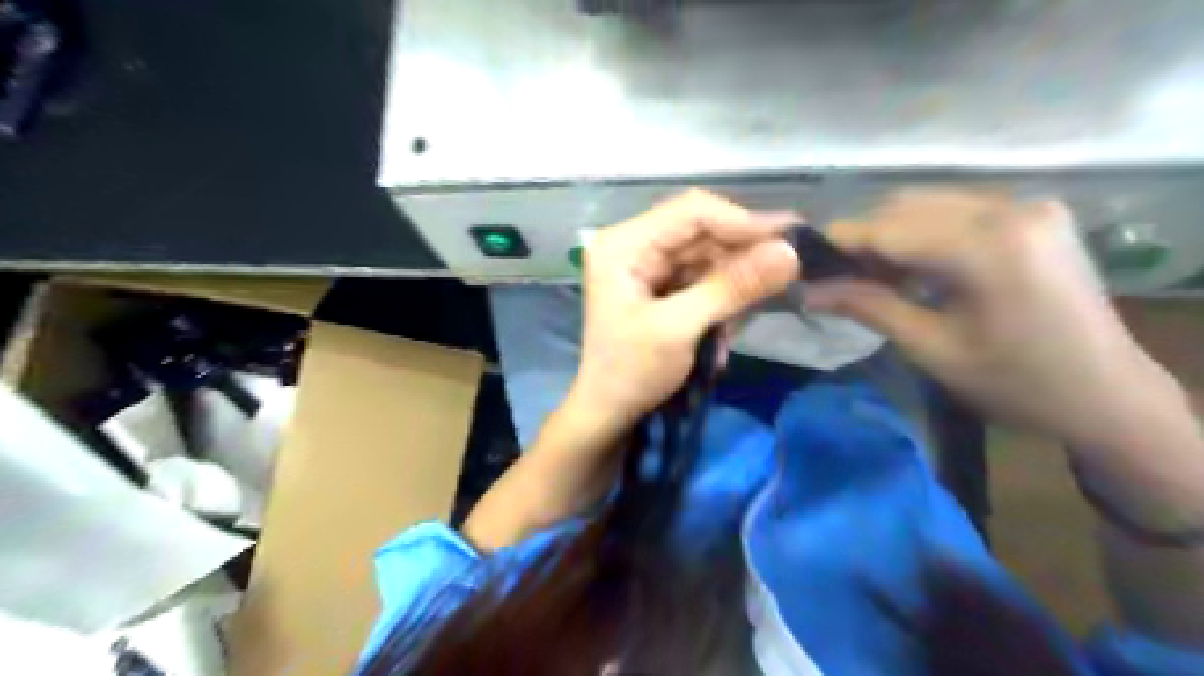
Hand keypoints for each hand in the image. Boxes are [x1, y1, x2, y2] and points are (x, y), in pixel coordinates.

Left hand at [573, 188, 797, 424]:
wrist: (608, 412)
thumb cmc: (632, 372)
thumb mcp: (680, 328)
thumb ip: (732, 287)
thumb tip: (790, 253)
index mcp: (623, 245)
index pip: (692, 212)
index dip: (742, 222)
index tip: (789, 239)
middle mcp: (633, 244)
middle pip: (700, 232)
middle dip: (740, 255)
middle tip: (786, 273)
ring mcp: (644, 265)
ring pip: (705, 255)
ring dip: (732, 282)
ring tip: (743, 316)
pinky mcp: (656, 286)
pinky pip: (699, 277)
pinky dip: (720, 296)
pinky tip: (725, 325)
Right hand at [807, 187, 1182, 449]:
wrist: (1107, 396)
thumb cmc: (1015, 383)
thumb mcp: (931, 348)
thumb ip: (867, 306)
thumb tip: (807, 291)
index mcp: (987, 245)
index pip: (888, 228)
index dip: (838, 243)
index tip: (802, 264)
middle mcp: (1010, 208)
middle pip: (906, 206)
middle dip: (863, 238)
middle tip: (837, 279)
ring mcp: (1027, 205)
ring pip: (929, 203)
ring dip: (890, 234)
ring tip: (872, 276)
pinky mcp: (1034, 214)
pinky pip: (957, 210)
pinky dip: (923, 233)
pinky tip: (914, 267)